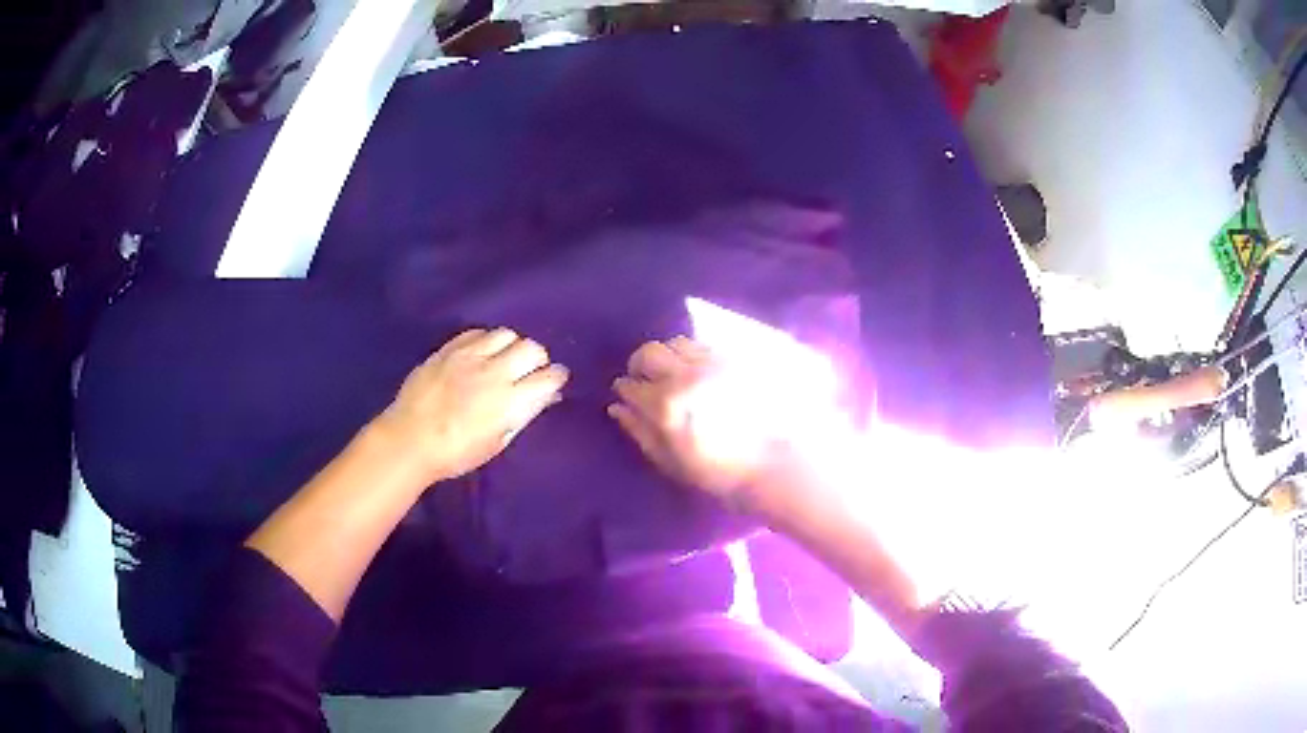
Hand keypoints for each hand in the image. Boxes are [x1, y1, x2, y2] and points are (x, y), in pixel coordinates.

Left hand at [376, 328, 568, 484]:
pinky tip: (481, 354)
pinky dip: (486, 341)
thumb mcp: (497, 442)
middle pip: (532, 348)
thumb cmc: (456, 453)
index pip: (548, 377)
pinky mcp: (449, 349)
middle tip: (530, 370)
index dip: (556, 378)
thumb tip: (545, 397)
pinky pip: (477, 332)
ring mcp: (469, 356)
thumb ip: (523, 415)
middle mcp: (494, 372)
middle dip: (537, 358)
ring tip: (504, 359)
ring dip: (511, 346)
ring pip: (506, 334)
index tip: (554, 382)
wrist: (410, 440)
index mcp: (510, 401)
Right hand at [609, 336, 785, 512]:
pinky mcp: (732, 360)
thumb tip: (617, 407)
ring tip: (671, 373)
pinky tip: (696, 372)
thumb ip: (639, 431)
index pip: (630, 385)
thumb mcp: (669, 461)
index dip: (624, 389)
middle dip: (639, 364)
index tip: (626, 394)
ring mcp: (710, 364)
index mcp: (664, 405)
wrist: (767, 464)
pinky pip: (701, 346)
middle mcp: (684, 376)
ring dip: (666, 356)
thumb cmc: (714, 471)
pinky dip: (690, 355)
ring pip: (674, 343)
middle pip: (648, 353)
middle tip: (643, 379)